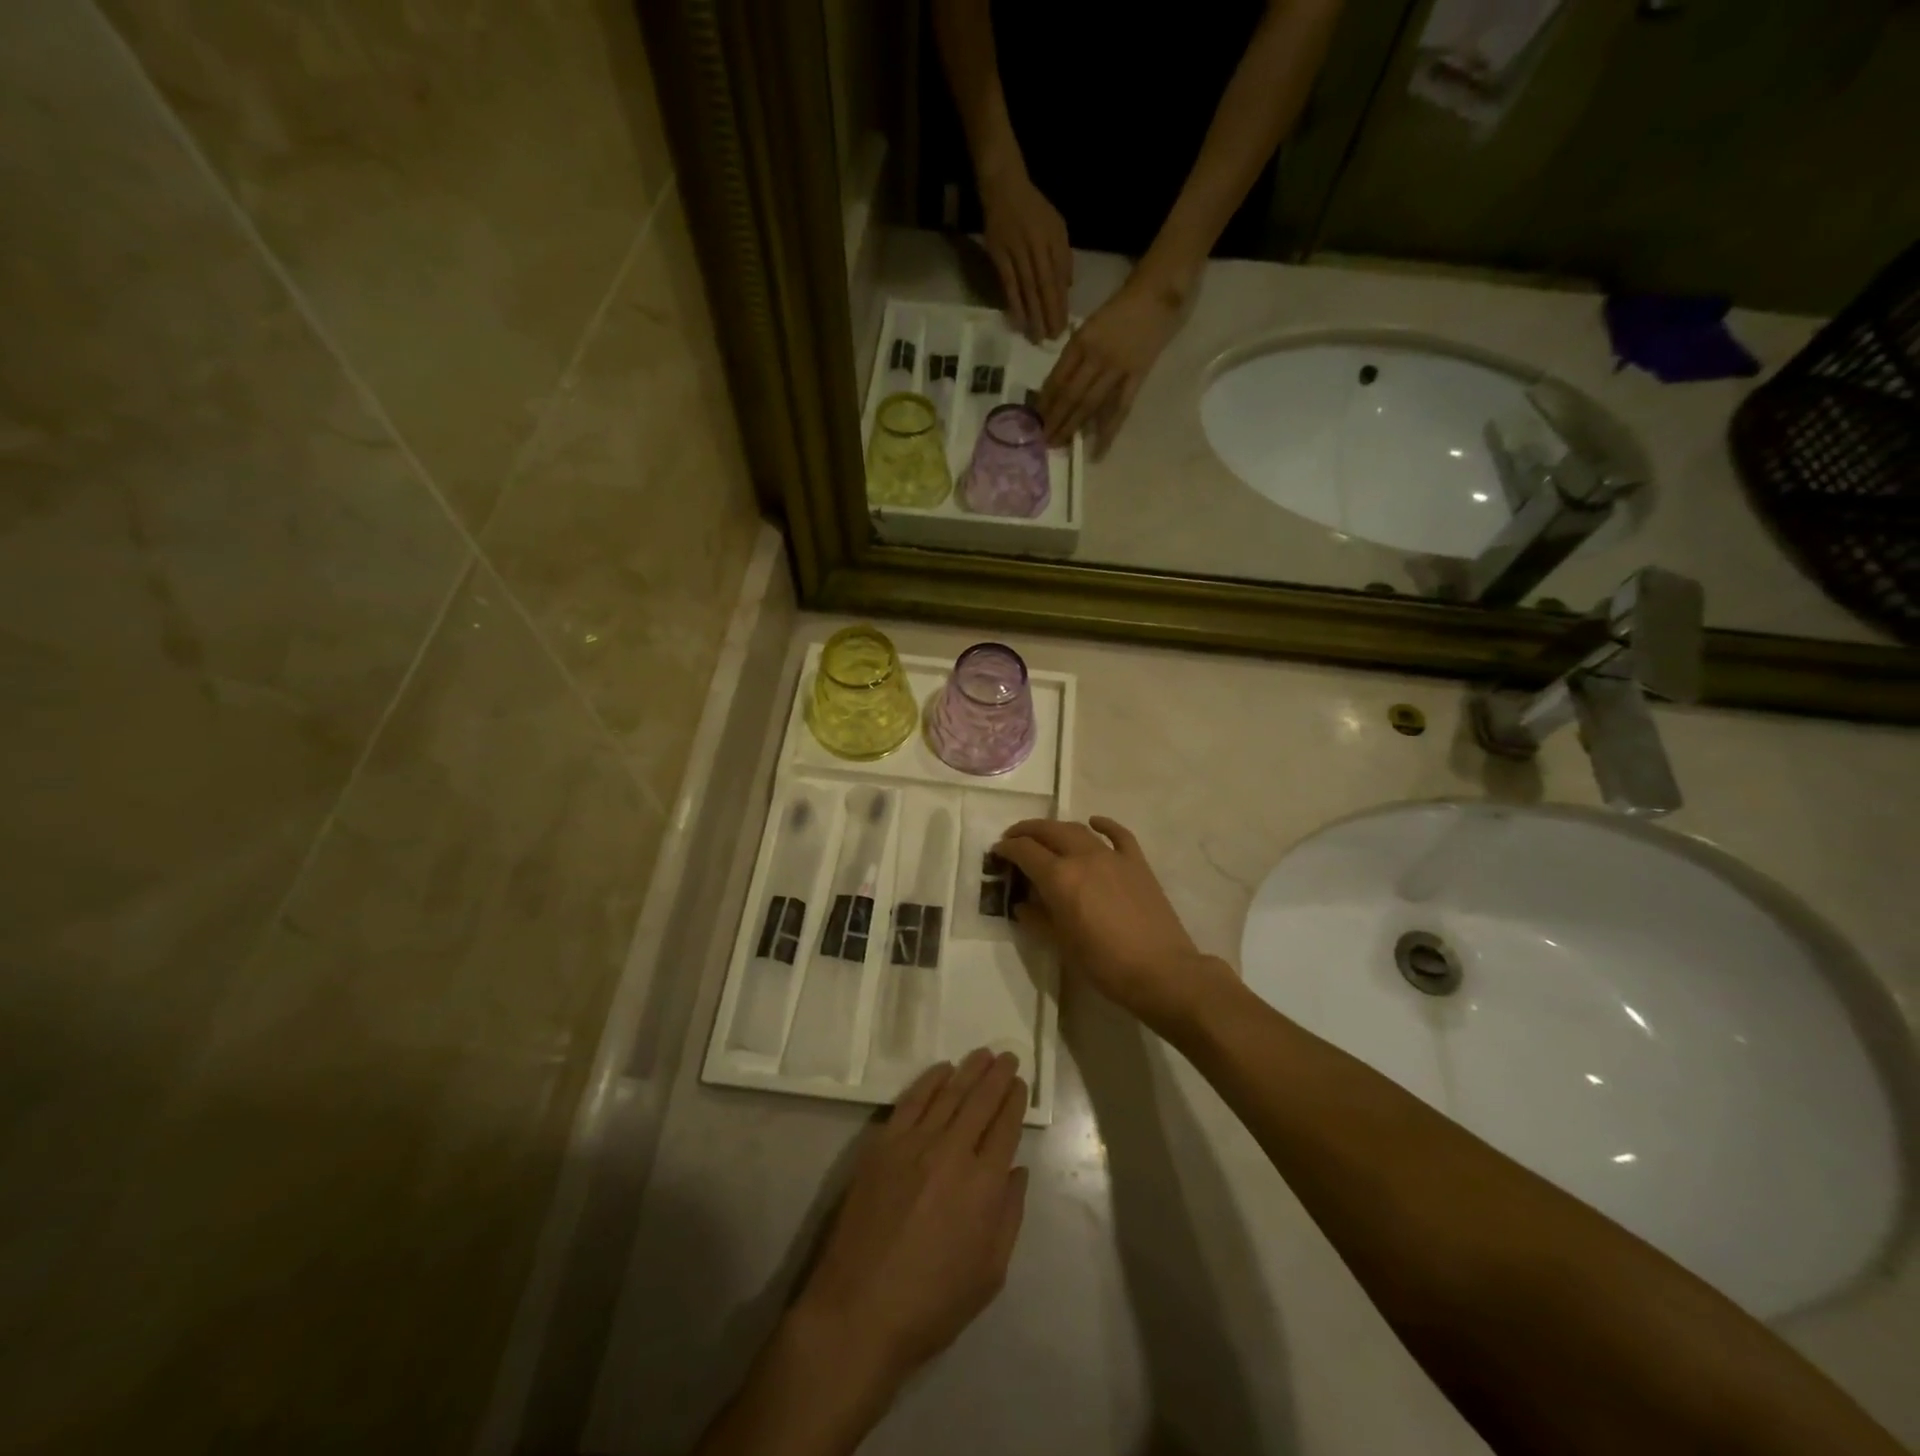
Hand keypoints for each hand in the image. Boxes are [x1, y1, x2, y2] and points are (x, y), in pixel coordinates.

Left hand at [791, 1050, 1029, 1392]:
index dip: (1015, 1102)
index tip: (1021, 1083)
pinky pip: (911, 1101)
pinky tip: (942, 1070)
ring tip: (982, 1054)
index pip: (1006, 1128)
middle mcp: (952, 1153)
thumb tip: (1018, 1171)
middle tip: (1008, 1056)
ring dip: (969, 1071)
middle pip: (980, 1102)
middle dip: (998, 1076)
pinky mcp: (882, 1144)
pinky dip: (929, 1081)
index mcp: (983, 1186)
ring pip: (948, 1094)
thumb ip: (1009, 1217)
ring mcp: (914, 1144)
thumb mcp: (989, 1275)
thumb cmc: (931, 1304)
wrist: (858, 1311)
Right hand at [980, 170, 1070, 342]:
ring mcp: (1017, 250)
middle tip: (1052, 339)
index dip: (1062, 303)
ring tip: (1037, 337)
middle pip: (1045, 286)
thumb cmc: (1034, 209)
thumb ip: (1064, 255)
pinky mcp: (999, 255)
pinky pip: (1008, 284)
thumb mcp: (1057, 225)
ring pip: (1027, 288)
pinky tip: (1018, 321)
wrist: (1004, 186)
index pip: (1059, 277)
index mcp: (1053, 239)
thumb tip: (1068, 287)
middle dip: (1050, 314)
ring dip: (1033, 314)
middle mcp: (1037, 245)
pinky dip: (1014, 303)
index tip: (1064, 326)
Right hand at [994, 817, 1234, 1033]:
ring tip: (1045, 836)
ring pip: (1078, 830)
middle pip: (1048, 831)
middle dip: (1026, 831)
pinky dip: (1102, 825)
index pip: (1025, 851)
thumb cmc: (1104, 964)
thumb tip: (1024, 905)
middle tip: (1013, 839)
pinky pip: (1118, 834)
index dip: (1007, 849)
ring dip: (1056, 828)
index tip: (997, 852)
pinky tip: (1094, 823)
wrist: (1161, 971)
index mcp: (1060, 878)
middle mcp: (1083, 857)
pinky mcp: (1136, 863)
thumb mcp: (1062, 945)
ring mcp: (1113, 856)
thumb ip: (1039, 919)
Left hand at [1036, 274, 1184, 458]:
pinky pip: (1119, 409)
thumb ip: (1074, 354)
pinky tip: (1097, 450)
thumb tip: (1056, 387)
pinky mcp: (1136, 377)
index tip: (1035, 418)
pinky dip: (1107, 431)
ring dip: (1072, 427)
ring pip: (1089, 404)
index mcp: (1081, 341)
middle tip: (1042, 440)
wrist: (1157, 294)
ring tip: (1059, 444)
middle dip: (1054, 419)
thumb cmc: (1120, 309)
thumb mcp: (1089, 326)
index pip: (1057, 377)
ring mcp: (1117, 368)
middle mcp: (1095, 356)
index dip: (1045, 401)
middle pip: (1070, 395)